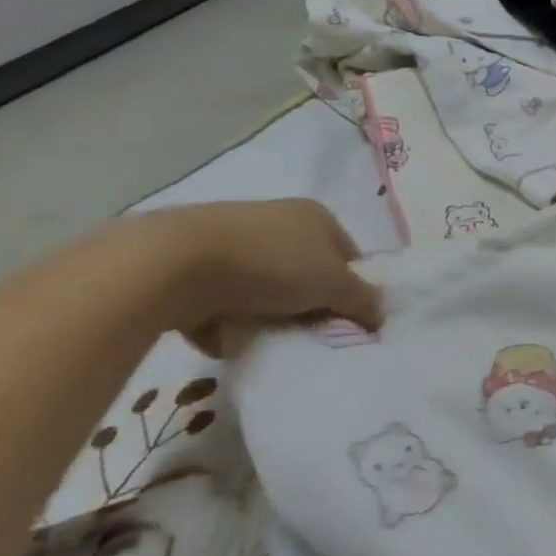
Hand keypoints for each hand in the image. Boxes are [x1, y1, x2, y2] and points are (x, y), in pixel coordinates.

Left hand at [134, 200, 384, 351]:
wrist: (173, 265)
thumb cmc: (271, 264)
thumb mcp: (332, 284)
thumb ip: (362, 299)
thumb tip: (382, 315)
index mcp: (316, 216)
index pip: (348, 255)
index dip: (351, 289)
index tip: (346, 321)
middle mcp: (278, 220)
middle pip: (307, 272)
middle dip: (310, 305)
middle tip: (310, 334)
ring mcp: (235, 241)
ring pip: (266, 288)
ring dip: (269, 315)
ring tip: (268, 339)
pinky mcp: (195, 266)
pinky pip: (225, 301)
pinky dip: (228, 321)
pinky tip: (226, 337)